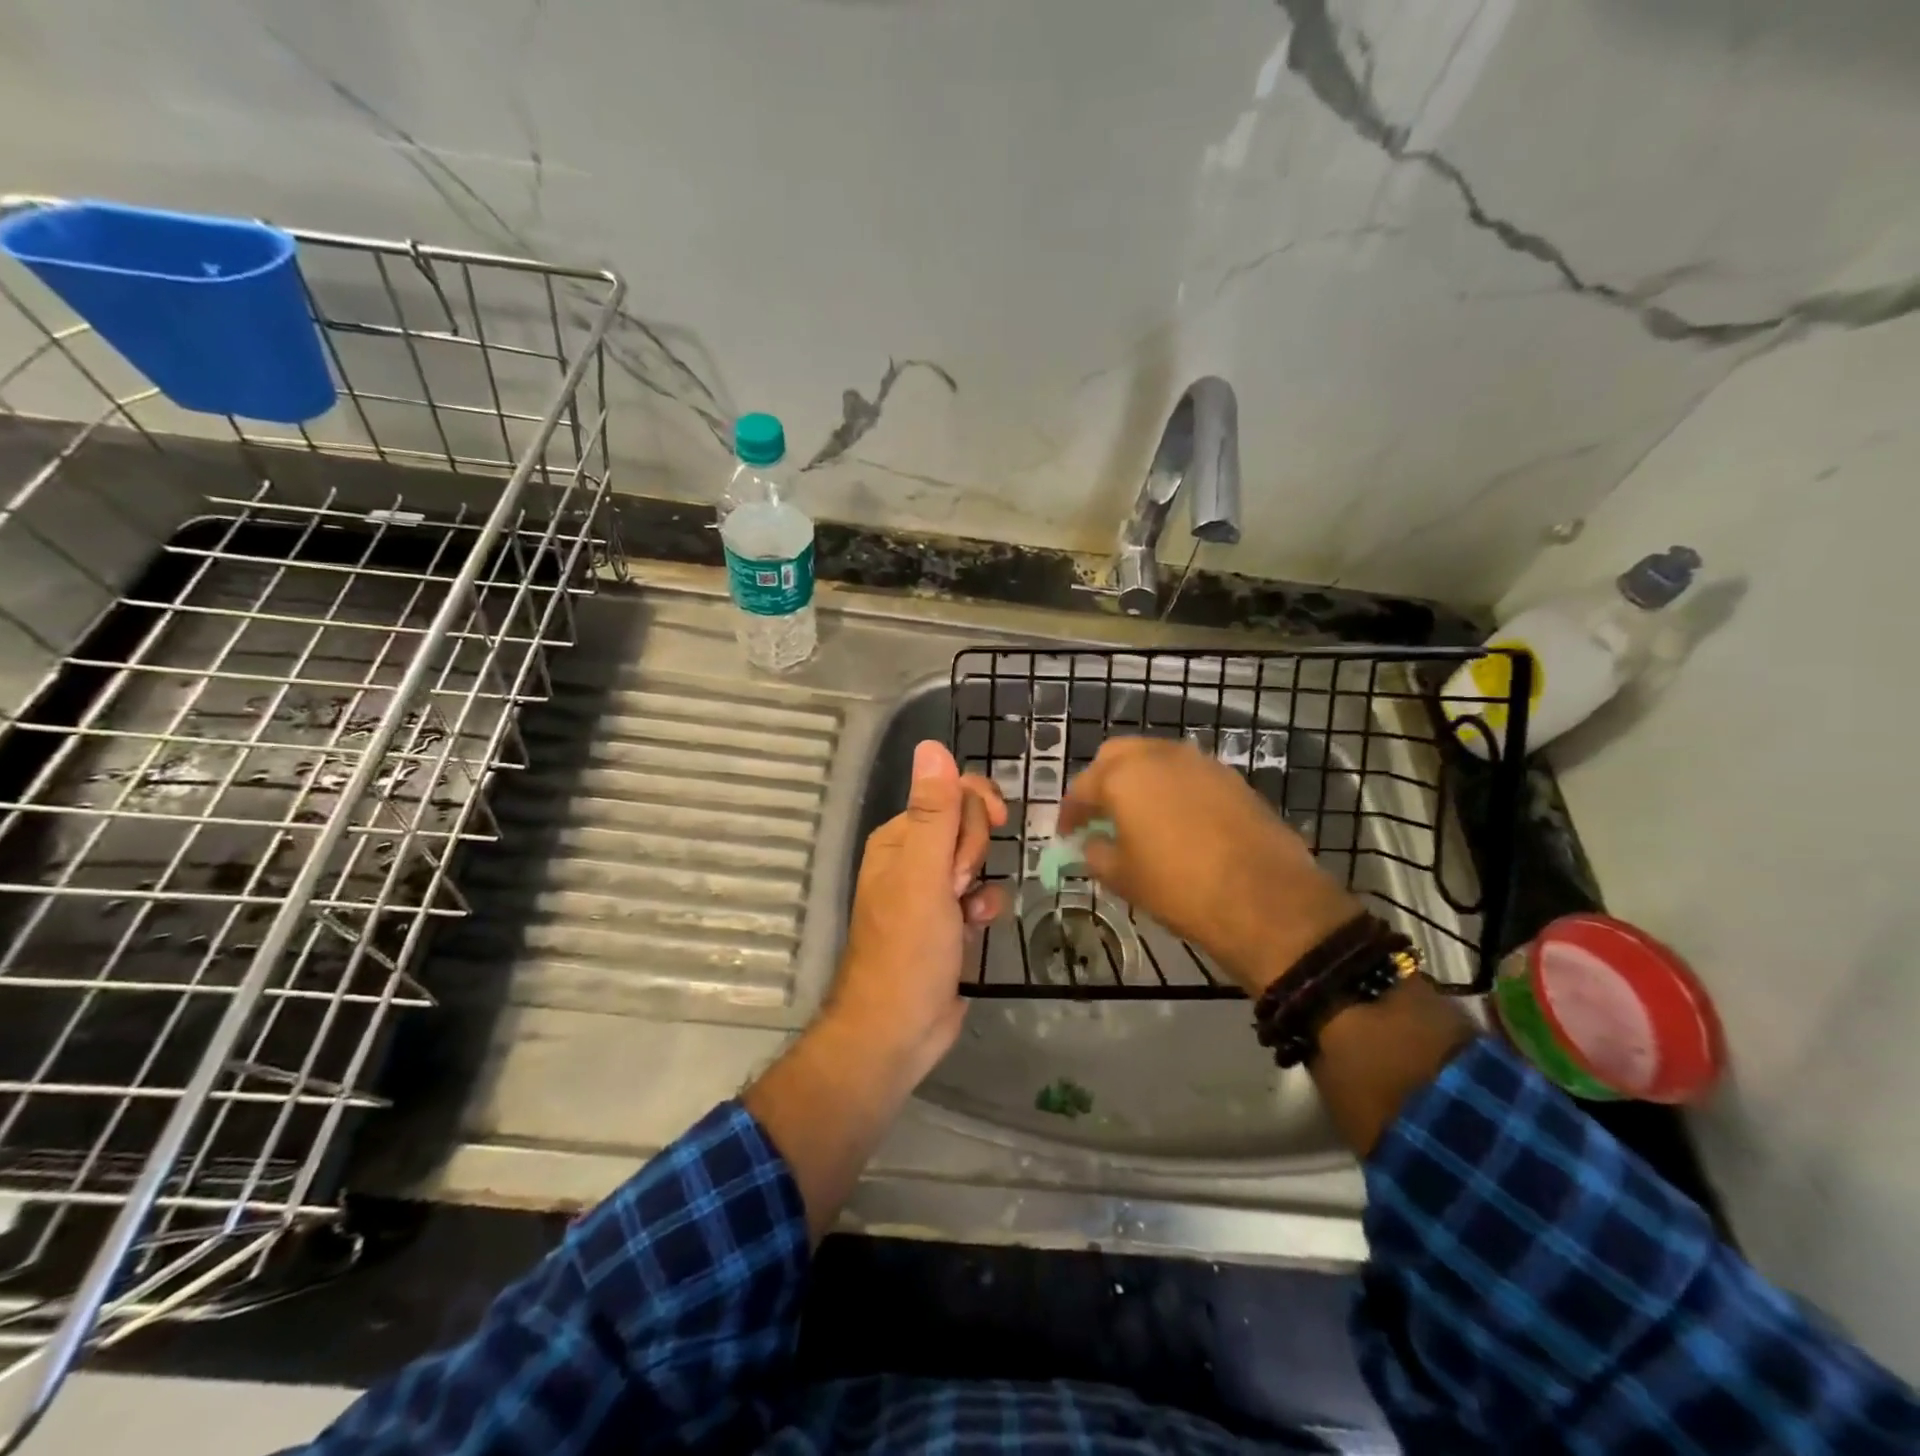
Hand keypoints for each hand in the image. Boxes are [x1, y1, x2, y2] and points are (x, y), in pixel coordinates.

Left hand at [827, 740, 1007, 1083]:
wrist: (898, 1031)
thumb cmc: (908, 948)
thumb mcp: (923, 874)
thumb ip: (932, 812)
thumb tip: (931, 745)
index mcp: (898, 839)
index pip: (948, 793)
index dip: (974, 807)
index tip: (995, 824)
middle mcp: (911, 858)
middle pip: (965, 825)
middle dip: (973, 852)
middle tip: (958, 885)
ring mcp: (930, 891)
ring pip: (977, 860)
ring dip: (982, 881)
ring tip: (967, 911)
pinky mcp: (947, 921)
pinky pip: (979, 894)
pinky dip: (984, 906)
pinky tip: (978, 926)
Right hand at [1059, 736, 1360, 995]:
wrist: (1266, 900)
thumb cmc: (1179, 888)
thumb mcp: (1124, 878)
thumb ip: (1097, 853)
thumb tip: (1093, 844)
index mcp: (1123, 776)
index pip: (1082, 787)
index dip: (1070, 812)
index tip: (1068, 834)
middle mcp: (1159, 756)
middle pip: (1118, 756)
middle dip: (1103, 782)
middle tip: (1100, 815)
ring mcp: (1200, 763)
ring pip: (1156, 759)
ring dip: (1140, 781)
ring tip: (1138, 817)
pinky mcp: (1232, 778)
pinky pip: (1188, 774)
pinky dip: (1173, 789)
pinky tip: (1176, 821)